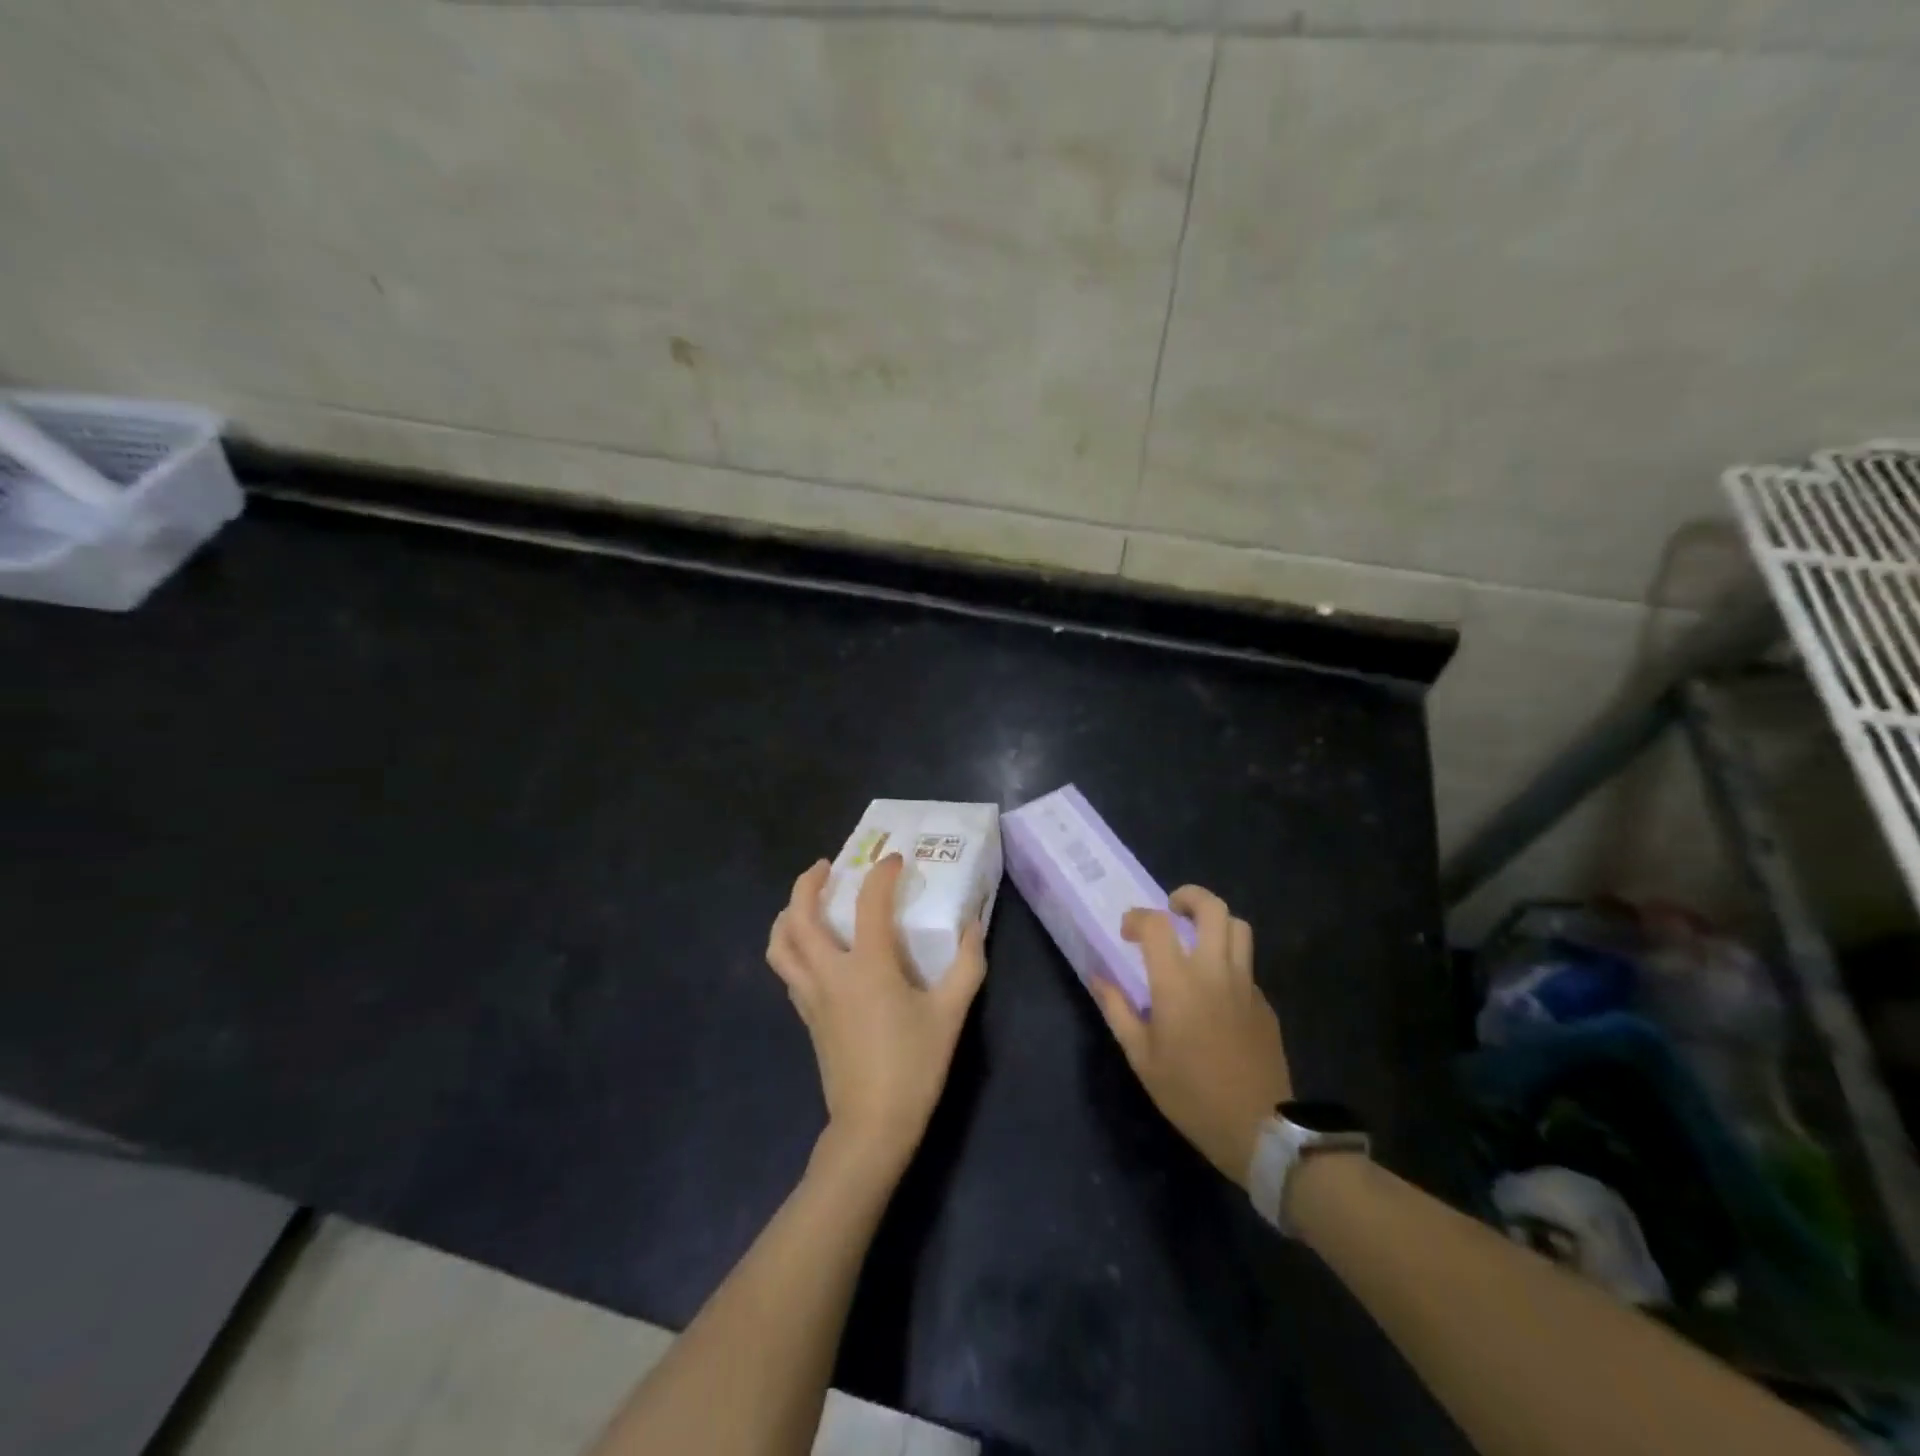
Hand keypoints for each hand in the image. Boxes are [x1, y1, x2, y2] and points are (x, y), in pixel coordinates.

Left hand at [766, 855, 987, 1175]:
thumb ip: (967, 965)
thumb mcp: (951, 1013)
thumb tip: (973, 926)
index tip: (894, 860)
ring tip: (806, 901)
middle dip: (807, 883)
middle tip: (826, 867)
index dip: (881, 874)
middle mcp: (830, 973)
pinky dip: (791, 946)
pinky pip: (787, 969)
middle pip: (799, 917)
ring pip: (780, 945)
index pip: (869, 903)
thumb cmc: (914, 1065)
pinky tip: (813, 947)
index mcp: (868, 966)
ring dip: (788, 914)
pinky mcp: (806, 1016)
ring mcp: (811, 996)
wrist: (873, 1125)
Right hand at [1091, 885, 1291, 1188]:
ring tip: (1196, 936)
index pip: (1157, 924)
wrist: (1258, 1128)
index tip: (1127, 931)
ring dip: (1215, 921)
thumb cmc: (1190, 1093)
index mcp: (1178, 982)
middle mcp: (1215, 971)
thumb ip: (1117, 1009)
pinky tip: (1215, 986)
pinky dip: (1228, 958)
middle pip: (1212, 908)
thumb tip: (1098, 977)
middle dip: (1188, 897)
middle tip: (1171, 909)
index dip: (1137, 917)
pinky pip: (1247, 963)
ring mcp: (1245, 984)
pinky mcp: (1264, 1002)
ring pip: (1239, 927)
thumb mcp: (1141, 1057)